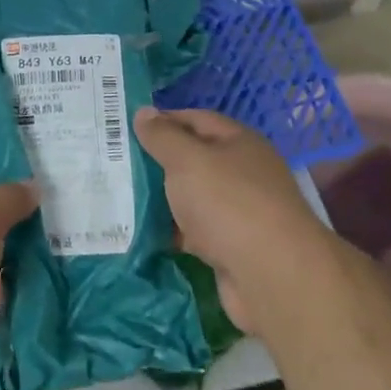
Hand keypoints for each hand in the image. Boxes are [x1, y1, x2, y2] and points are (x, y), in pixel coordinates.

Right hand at [134, 106, 322, 333]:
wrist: (272, 277)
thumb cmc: (228, 203)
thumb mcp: (187, 159)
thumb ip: (162, 136)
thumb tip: (143, 112)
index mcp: (239, 143)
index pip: (197, 119)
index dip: (163, 120)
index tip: (127, 128)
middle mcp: (243, 173)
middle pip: (195, 159)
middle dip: (159, 161)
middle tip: (117, 162)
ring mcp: (239, 212)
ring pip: (193, 197)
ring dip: (164, 198)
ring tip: (121, 196)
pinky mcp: (232, 248)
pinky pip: (195, 231)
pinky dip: (173, 231)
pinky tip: (143, 233)